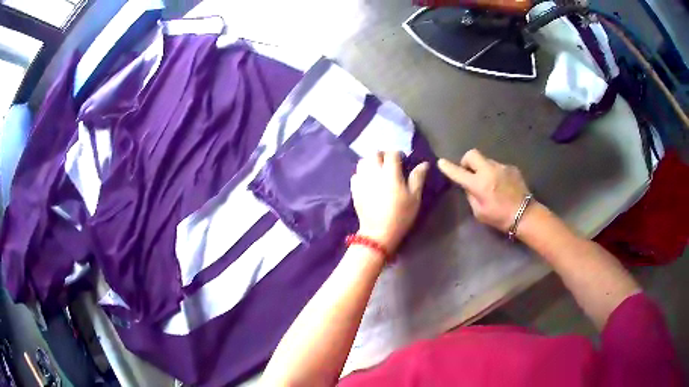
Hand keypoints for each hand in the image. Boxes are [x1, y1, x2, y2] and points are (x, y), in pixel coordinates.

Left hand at [350, 152, 428, 252]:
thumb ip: (418, 178)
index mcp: (390, 173)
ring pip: (363, 162)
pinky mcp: (354, 190)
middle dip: (382, 155)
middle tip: (390, 164)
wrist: (378, 233)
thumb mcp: (414, 197)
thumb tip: (424, 163)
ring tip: (378, 170)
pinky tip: (369, 181)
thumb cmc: (400, 215)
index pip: (392, 154)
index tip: (403, 161)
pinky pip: (356, 174)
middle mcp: (373, 172)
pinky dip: (362, 173)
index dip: (398, 154)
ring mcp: (362, 180)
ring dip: (371, 162)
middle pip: (374, 154)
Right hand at [437, 149, 529, 231]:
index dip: (448, 167)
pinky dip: (495, 173)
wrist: (525, 214)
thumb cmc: (500, 217)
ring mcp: (501, 167)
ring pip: (486, 160)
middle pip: (472, 154)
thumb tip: (468, 185)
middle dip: (467, 161)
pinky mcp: (511, 167)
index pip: (458, 172)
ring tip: (490, 183)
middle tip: (469, 172)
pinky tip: (502, 185)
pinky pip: (498, 166)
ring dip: (483, 168)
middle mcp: (489, 170)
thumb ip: (471, 196)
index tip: (441, 162)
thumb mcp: (479, 212)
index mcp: (479, 184)